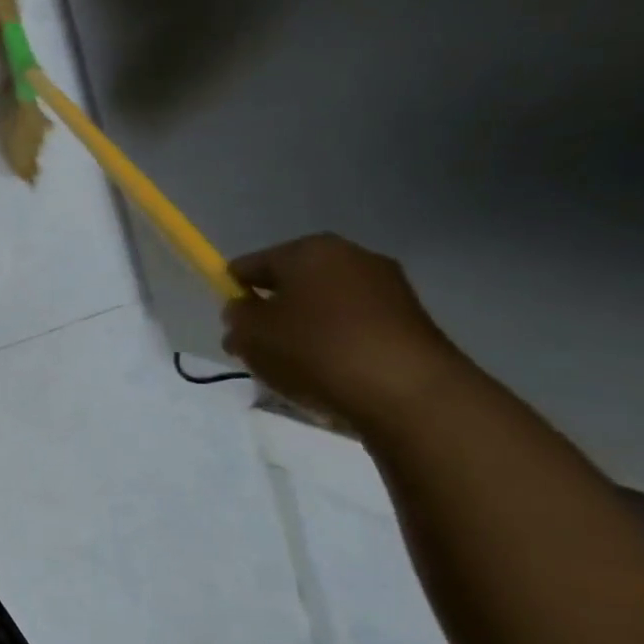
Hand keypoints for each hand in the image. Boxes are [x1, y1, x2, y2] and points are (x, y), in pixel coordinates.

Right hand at [220, 233, 471, 427]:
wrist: (409, 393)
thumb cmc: (316, 350)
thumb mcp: (250, 334)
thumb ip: (237, 316)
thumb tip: (244, 310)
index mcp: (308, 250)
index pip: (251, 265)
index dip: (233, 292)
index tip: (231, 325)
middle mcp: (351, 257)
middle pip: (291, 284)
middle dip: (272, 312)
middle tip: (258, 349)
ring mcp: (388, 287)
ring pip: (324, 306)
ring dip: (304, 330)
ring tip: (294, 367)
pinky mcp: (412, 321)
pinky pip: (355, 326)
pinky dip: (337, 344)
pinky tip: (329, 373)